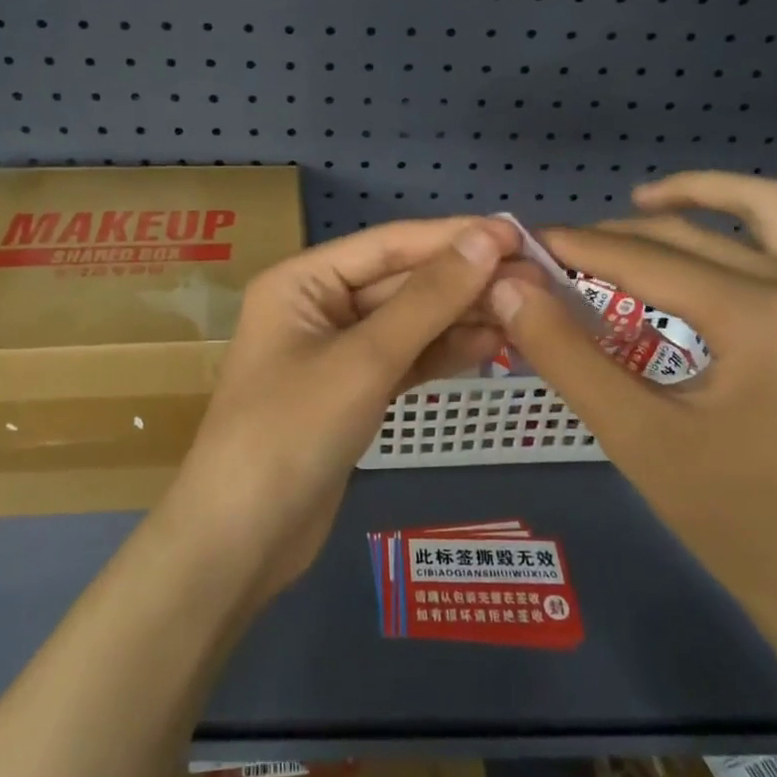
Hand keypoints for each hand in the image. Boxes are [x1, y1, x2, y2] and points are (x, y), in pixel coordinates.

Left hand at [160, 216, 521, 604]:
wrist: (242, 541)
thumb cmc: (292, 433)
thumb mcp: (364, 360)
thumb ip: (428, 299)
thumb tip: (486, 239)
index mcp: (302, 280)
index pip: (389, 244)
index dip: (453, 237)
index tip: (517, 235)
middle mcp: (318, 306)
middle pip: (401, 281)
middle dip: (464, 280)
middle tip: (535, 279)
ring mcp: (336, 351)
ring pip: (409, 321)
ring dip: (462, 315)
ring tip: (524, 311)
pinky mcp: (354, 392)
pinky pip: (406, 358)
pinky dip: (444, 351)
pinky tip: (492, 344)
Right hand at [489, 172, 776, 649]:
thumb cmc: (736, 521)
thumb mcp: (634, 437)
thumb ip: (565, 354)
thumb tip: (510, 287)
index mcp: (757, 313)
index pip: (642, 257)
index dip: (573, 245)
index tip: (521, 245)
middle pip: (689, 234)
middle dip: (613, 235)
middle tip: (555, 258)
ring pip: (768, 213)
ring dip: (703, 197)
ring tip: (640, 206)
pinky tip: (757, 248)